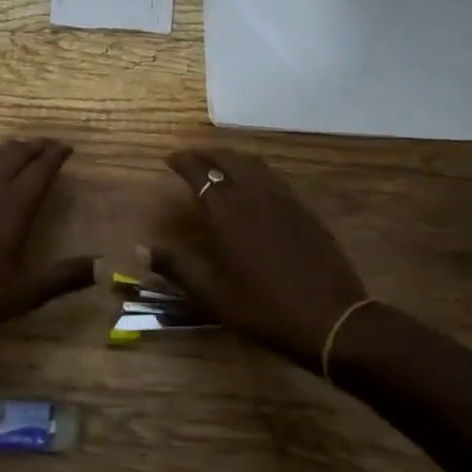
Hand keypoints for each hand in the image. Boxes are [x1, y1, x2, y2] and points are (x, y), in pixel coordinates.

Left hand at [0, 138, 93, 344]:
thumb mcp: (23, 293)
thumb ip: (63, 277)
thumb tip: (100, 266)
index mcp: (13, 206)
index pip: (40, 169)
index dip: (55, 156)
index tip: (68, 147)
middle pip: (15, 154)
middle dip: (36, 146)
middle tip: (50, 144)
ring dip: (11, 149)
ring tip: (23, 150)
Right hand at [156, 148, 369, 367]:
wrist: (330, 318)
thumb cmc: (263, 308)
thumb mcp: (212, 295)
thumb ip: (176, 267)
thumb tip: (141, 249)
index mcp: (227, 212)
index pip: (199, 171)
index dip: (182, 161)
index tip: (169, 159)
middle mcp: (254, 195)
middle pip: (228, 158)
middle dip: (206, 153)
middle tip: (191, 158)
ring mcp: (284, 199)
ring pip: (254, 164)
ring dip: (232, 158)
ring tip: (219, 165)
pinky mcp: (304, 209)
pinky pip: (273, 178)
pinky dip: (255, 172)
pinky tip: (253, 188)